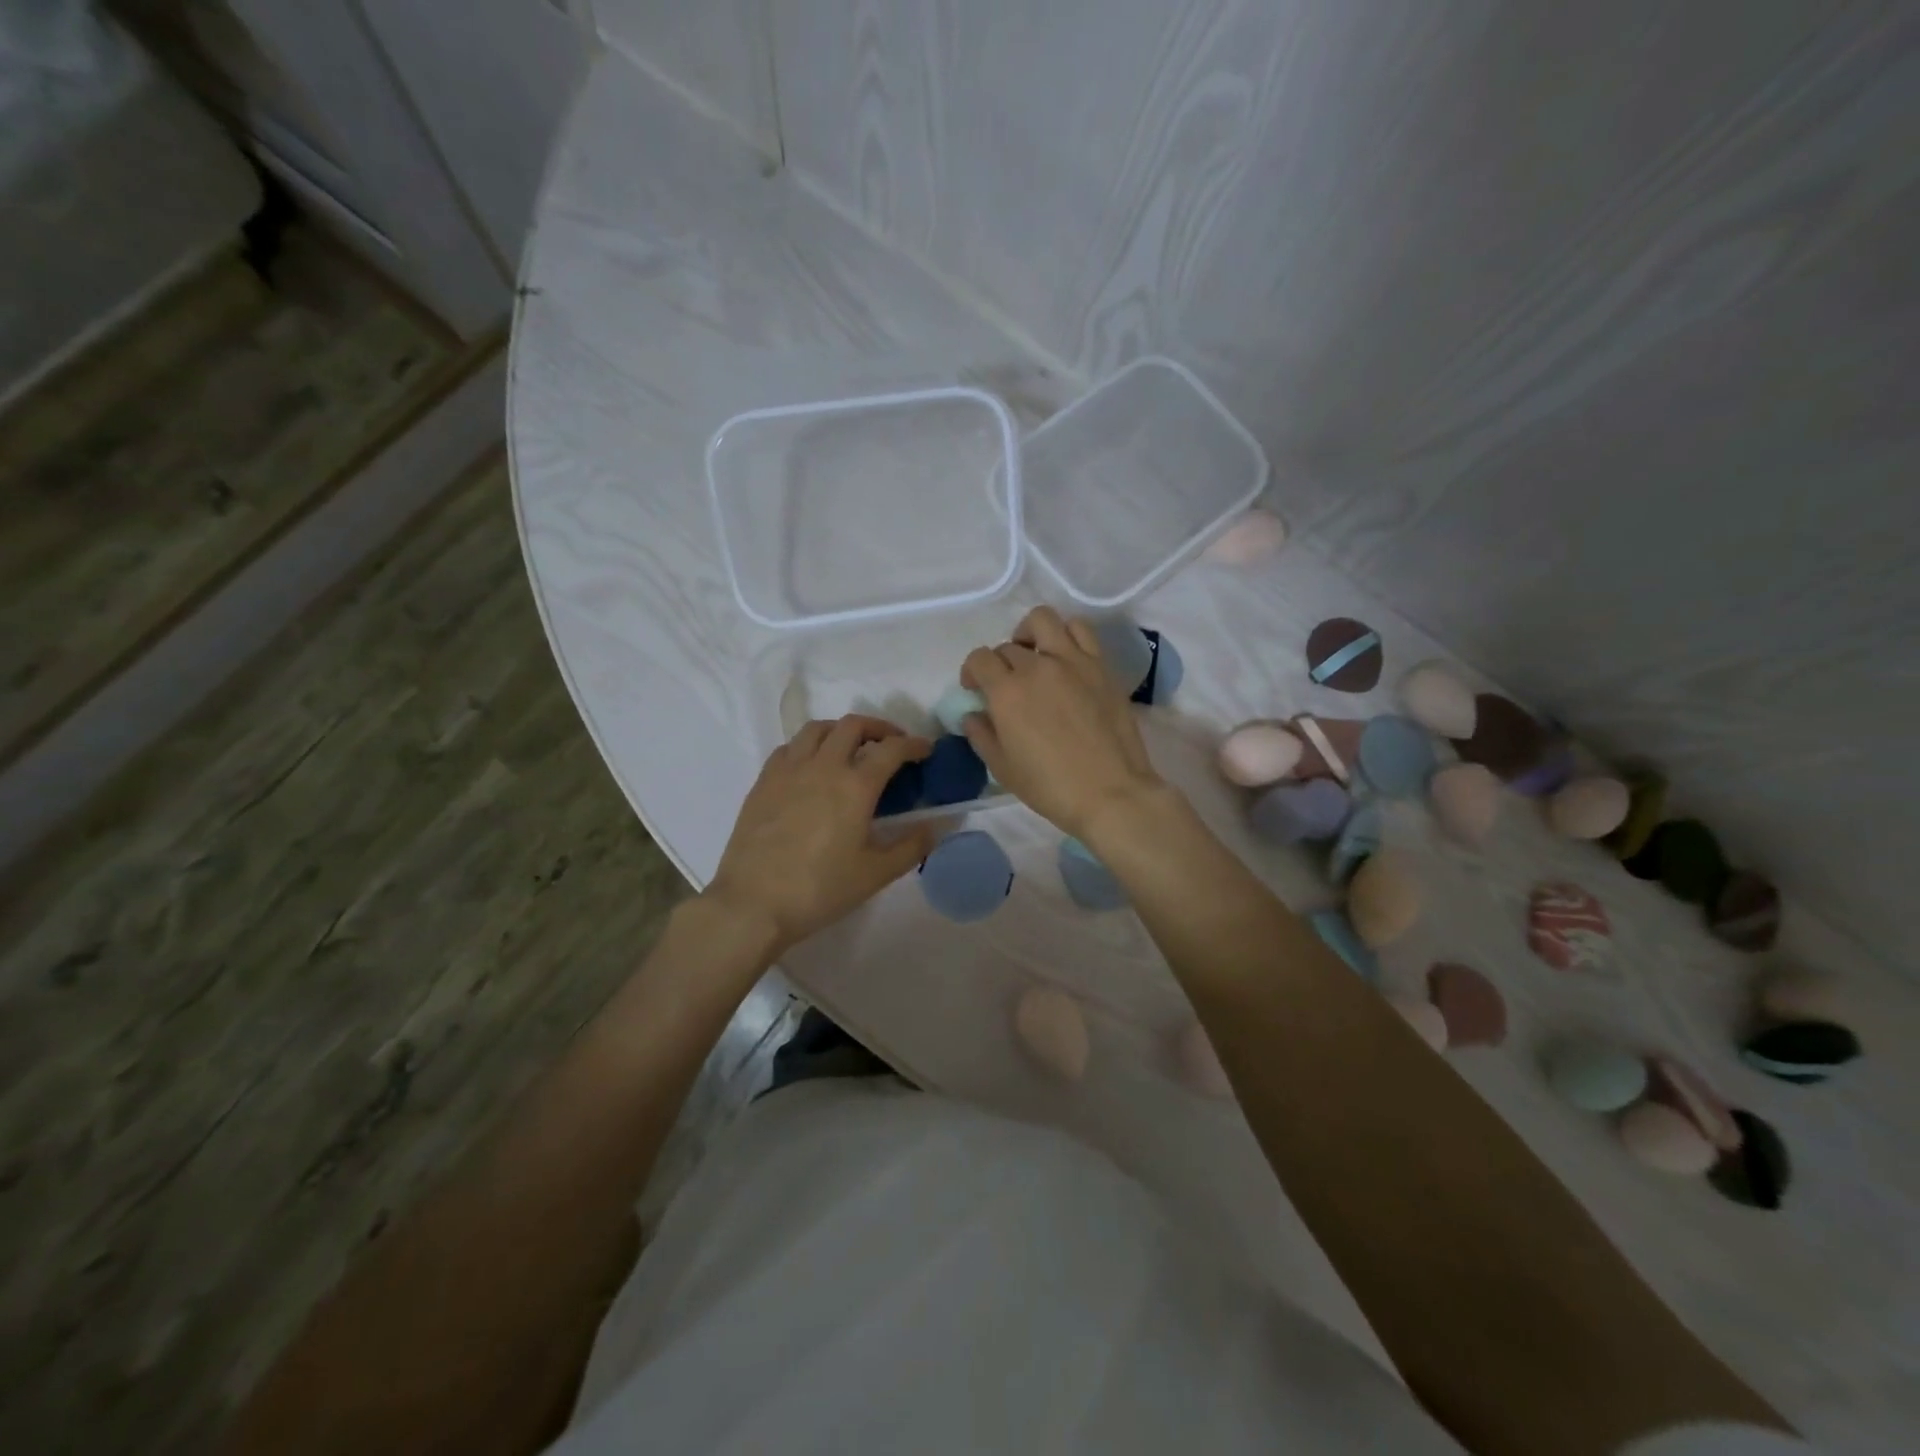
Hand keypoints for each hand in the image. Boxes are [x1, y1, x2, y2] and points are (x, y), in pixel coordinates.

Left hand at [707, 715, 937, 954]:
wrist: (753, 903)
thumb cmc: (820, 889)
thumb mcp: (876, 874)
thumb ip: (911, 847)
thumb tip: (935, 827)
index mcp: (855, 785)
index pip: (892, 749)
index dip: (914, 744)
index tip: (925, 750)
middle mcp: (823, 765)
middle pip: (853, 725)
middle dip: (879, 728)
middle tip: (891, 744)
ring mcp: (788, 769)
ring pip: (817, 728)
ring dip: (841, 730)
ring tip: (851, 748)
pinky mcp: (763, 781)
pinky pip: (789, 747)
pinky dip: (809, 746)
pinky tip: (812, 766)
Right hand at [960, 606, 1164, 840]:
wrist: (1111, 793)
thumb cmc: (1051, 787)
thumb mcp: (1003, 768)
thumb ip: (981, 735)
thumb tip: (973, 714)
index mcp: (1007, 692)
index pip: (979, 659)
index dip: (971, 671)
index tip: (975, 689)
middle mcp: (1037, 666)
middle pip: (1008, 646)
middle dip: (1000, 663)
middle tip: (1006, 686)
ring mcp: (1073, 661)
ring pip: (1043, 620)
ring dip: (1030, 633)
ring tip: (1034, 655)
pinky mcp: (1101, 666)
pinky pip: (1081, 631)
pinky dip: (1066, 635)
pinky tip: (1065, 657)